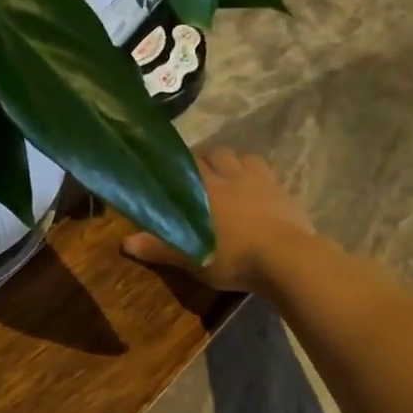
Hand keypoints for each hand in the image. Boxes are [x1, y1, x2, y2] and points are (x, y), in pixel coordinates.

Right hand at [123, 147, 318, 292]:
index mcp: (206, 187)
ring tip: (228, 179)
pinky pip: (267, 174)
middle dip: (206, 160)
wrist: (287, 259)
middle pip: (216, 153)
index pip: (187, 162)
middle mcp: (231, 175)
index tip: (172, 172)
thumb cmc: (234, 258)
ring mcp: (261, 180)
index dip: (179, 164)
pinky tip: (257, 191)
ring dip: (233, 164)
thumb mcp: (192, 258)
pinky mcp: (284, 190)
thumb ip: (160, 248)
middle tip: (199, 178)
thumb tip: (124, 243)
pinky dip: (258, 177)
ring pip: (243, 158)